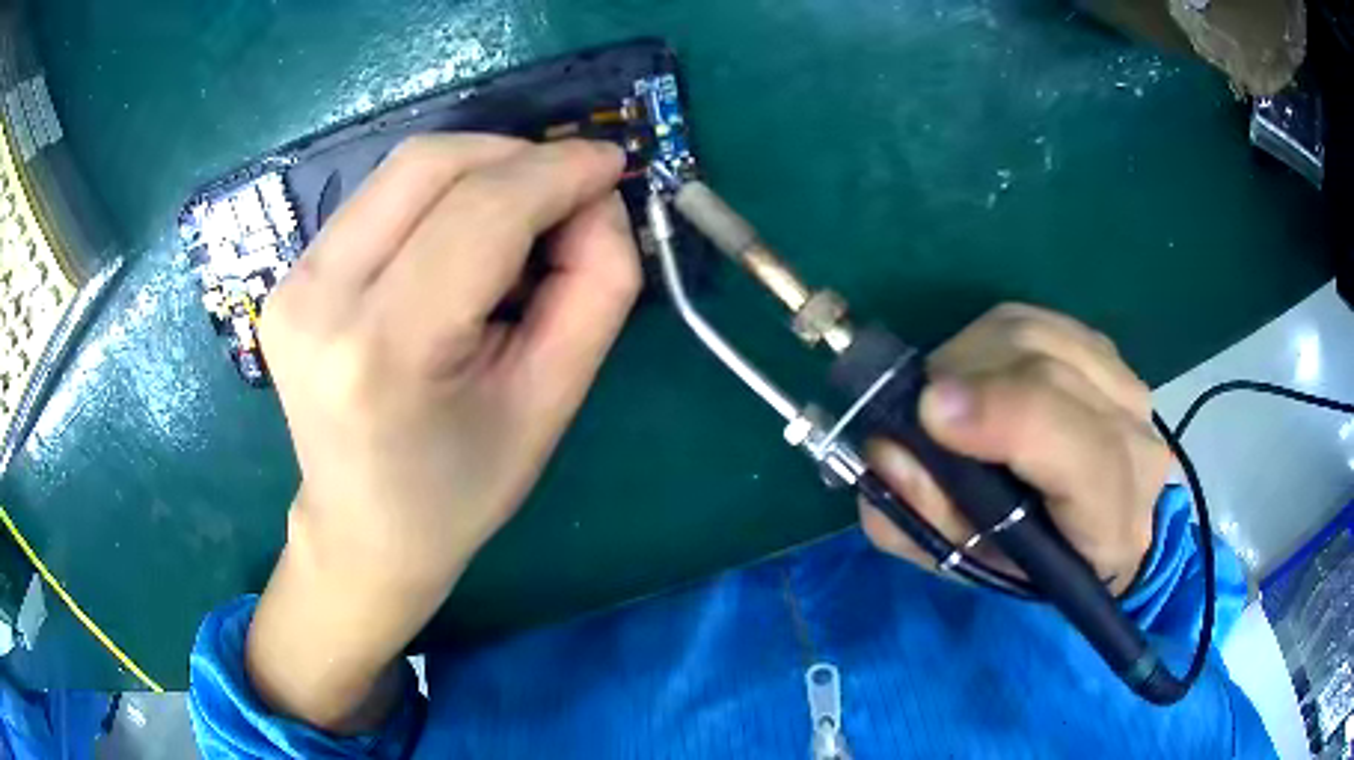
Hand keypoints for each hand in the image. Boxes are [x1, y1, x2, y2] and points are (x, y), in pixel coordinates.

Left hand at [245, 135, 639, 731]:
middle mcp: (318, 300)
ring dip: (480, 171)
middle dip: (518, 156)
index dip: (558, 171)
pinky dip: (439, 197)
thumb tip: (595, 200)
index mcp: (384, 350)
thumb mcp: (553, 400)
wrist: (362, 529)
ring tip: (520, 221)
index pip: (481, 211)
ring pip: (402, 168)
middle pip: (430, 163)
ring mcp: (291, 283)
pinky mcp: (288, 276)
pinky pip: (379, 198)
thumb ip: (598, 287)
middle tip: (569, 192)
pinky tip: (462, 242)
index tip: (611, 164)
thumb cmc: (462, 486)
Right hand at [859, 304, 1169, 594]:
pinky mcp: (1102, 350)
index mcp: (1112, 519)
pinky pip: (1034, 320)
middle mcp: (1135, 440)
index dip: (1006, 417)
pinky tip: (977, 373)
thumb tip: (887, 451)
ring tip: (944, 394)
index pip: (1080, 451)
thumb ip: (922, 520)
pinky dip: (988, 339)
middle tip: (917, 410)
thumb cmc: (1027, 560)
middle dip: (965, 379)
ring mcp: (1124, 384)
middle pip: (1049, 372)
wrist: (1090, 530)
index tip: (930, 411)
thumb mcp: (968, 564)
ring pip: (1037, 334)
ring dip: (970, 355)